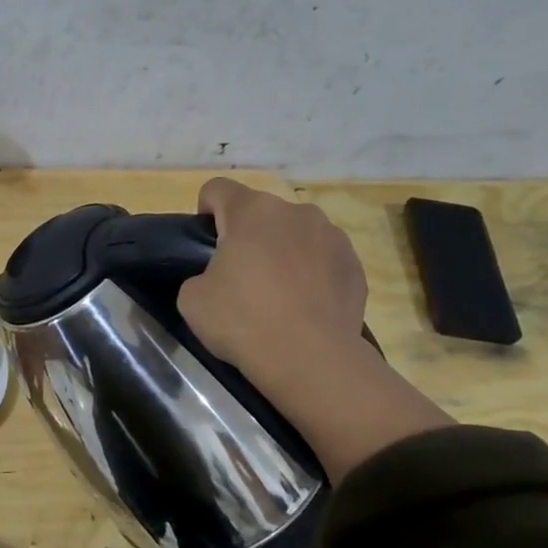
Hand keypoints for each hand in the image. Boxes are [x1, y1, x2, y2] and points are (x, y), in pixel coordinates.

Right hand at [177, 178, 369, 390]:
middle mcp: (295, 211)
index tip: (205, 243)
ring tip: (277, 293)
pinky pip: (323, 259)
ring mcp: (332, 236)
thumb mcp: (192, 299)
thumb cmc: (243, 320)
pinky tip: (304, 306)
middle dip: (248, 235)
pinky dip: (311, 274)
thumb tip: (217, 279)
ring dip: (283, 251)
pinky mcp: (355, 264)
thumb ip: (200, 275)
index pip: (217, 189)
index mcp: (252, 211)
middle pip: (261, 212)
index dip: (206, 211)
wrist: (311, 359)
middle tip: (238, 276)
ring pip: (295, 233)